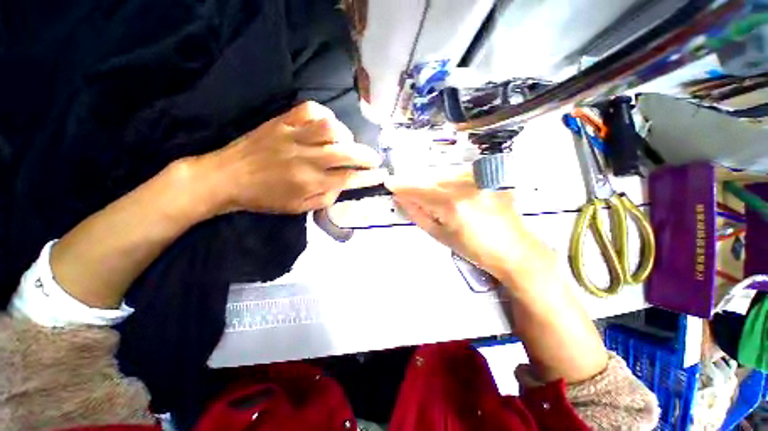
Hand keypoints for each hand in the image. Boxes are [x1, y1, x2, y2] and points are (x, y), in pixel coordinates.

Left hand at [201, 101, 386, 213]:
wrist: (225, 178)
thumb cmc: (263, 198)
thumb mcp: (297, 208)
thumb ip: (324, 198)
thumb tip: (341, 185)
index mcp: (310, 183)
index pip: (349, 179)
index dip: (369, 177)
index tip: (381, 174)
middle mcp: (306, 160)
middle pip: (346, 153)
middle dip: (367, 155)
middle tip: (374, 158)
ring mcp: (293, 137)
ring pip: (330, 128)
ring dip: (345, 135)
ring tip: (345, 141)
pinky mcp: (281, 122)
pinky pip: (309, 110)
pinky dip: (324, 115)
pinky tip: (325, 125)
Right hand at [386, 172, 546, 279]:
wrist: (515, 250)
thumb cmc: (475, 250)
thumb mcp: (441, 236)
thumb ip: (418, 214)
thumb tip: (401, 199)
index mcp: (452, 204)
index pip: (419, 189)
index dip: (402, 185)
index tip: (390, 182)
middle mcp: (466, 185)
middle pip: (431, 178)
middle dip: (417, 185)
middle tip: (408, 192)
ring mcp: (481, 178)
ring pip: (445, 173)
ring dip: (433, 183)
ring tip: (434, 197)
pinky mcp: (490, 177)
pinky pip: (461, 174)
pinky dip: (450, 181)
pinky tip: (453, 193)